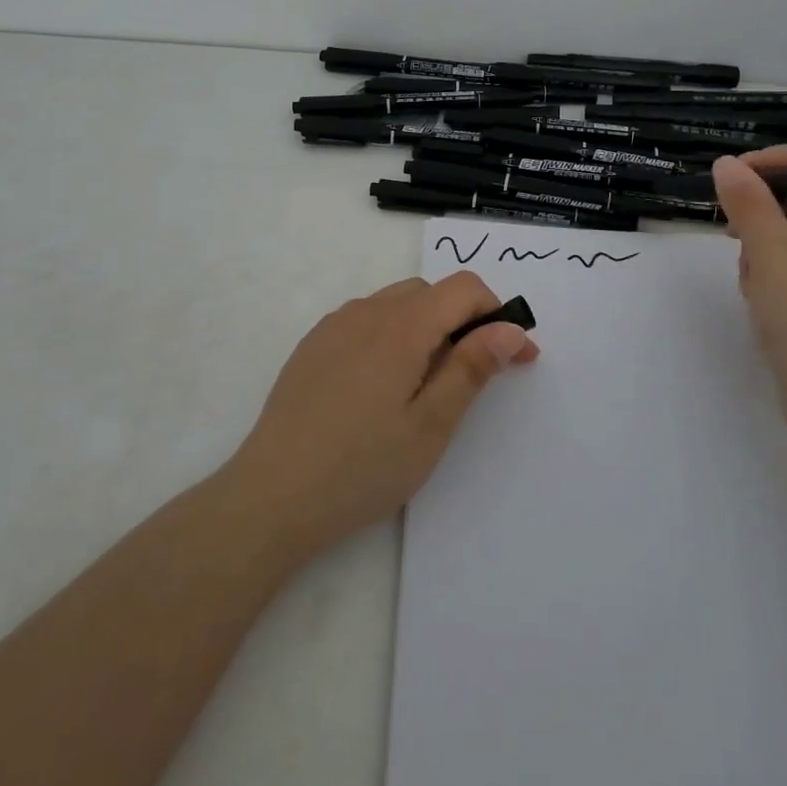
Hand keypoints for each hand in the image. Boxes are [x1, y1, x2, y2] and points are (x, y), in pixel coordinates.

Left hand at [225, 272, 538, 559]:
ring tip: (427, 384)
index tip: (516, 358)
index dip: (498, 315)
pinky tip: (382, 385)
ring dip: (427, 326)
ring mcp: (335, 325)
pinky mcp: (313, 344)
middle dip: (464, 321)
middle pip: (431, 292)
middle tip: (473, 376)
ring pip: (397, 303)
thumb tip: (510, 330)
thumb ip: (472, 369)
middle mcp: (367, 311)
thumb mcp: (430, 426)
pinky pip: (366, 319)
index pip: (464, 288)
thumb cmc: (361, 467)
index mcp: (401, 326)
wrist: (270, 497)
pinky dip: (391, 334)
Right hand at [711, 146, 786, 446]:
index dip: (780, 160)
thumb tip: (726, 163)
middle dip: (763, 214)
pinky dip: (775, 277)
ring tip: (751, 282)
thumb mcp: (772, 256)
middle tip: (732, 233)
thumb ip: (748, 204)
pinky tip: (761, 304)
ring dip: (764, 249)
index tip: (735, 176)